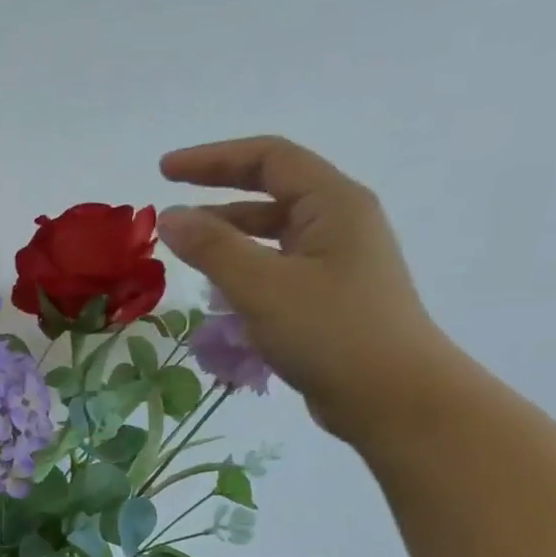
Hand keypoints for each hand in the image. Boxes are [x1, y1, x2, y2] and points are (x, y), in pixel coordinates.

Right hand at [155, 135, 461, 445]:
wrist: (392, 397)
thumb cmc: (330, 332)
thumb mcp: (262, 286)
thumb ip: (212, 249)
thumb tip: (169, 218)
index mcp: (333, 204)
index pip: (269, 159)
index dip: (213, 159)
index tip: (164, 171)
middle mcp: (339, 223)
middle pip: (270, 192)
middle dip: (216, 196)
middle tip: (167, 212)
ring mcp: (335, 261)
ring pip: (271, 235)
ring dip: (226, 237)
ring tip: (184, 253)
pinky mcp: (327, 297)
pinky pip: (276, 268)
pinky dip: (242, 270)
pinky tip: (217, 292)